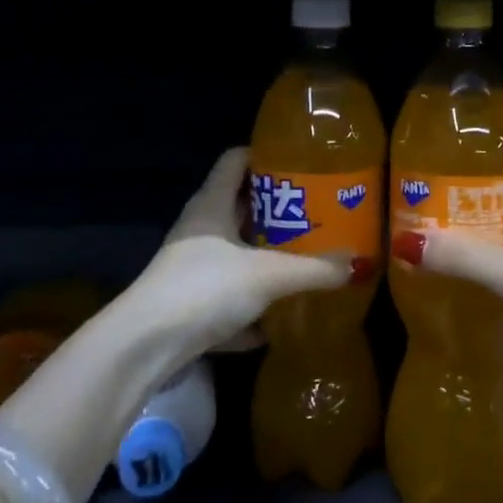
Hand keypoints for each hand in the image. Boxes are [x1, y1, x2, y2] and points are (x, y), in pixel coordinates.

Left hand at [125, 147, 366, 368]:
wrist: (145, 347)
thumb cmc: (205, 288)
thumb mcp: (268, 275)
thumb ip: (314, 269)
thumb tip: (356, 264)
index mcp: (211, 205)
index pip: (236, 160)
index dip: (265, 155)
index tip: (300, 162)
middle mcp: (199, 229)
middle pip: (239, 206)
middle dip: (276, 210)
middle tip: (315, 211)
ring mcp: (191, 268)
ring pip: (234, 252)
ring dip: (264, 256)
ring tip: (305, 256)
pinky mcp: (189, 304)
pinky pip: (228, 295)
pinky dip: (251, 304)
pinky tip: (277, 318)